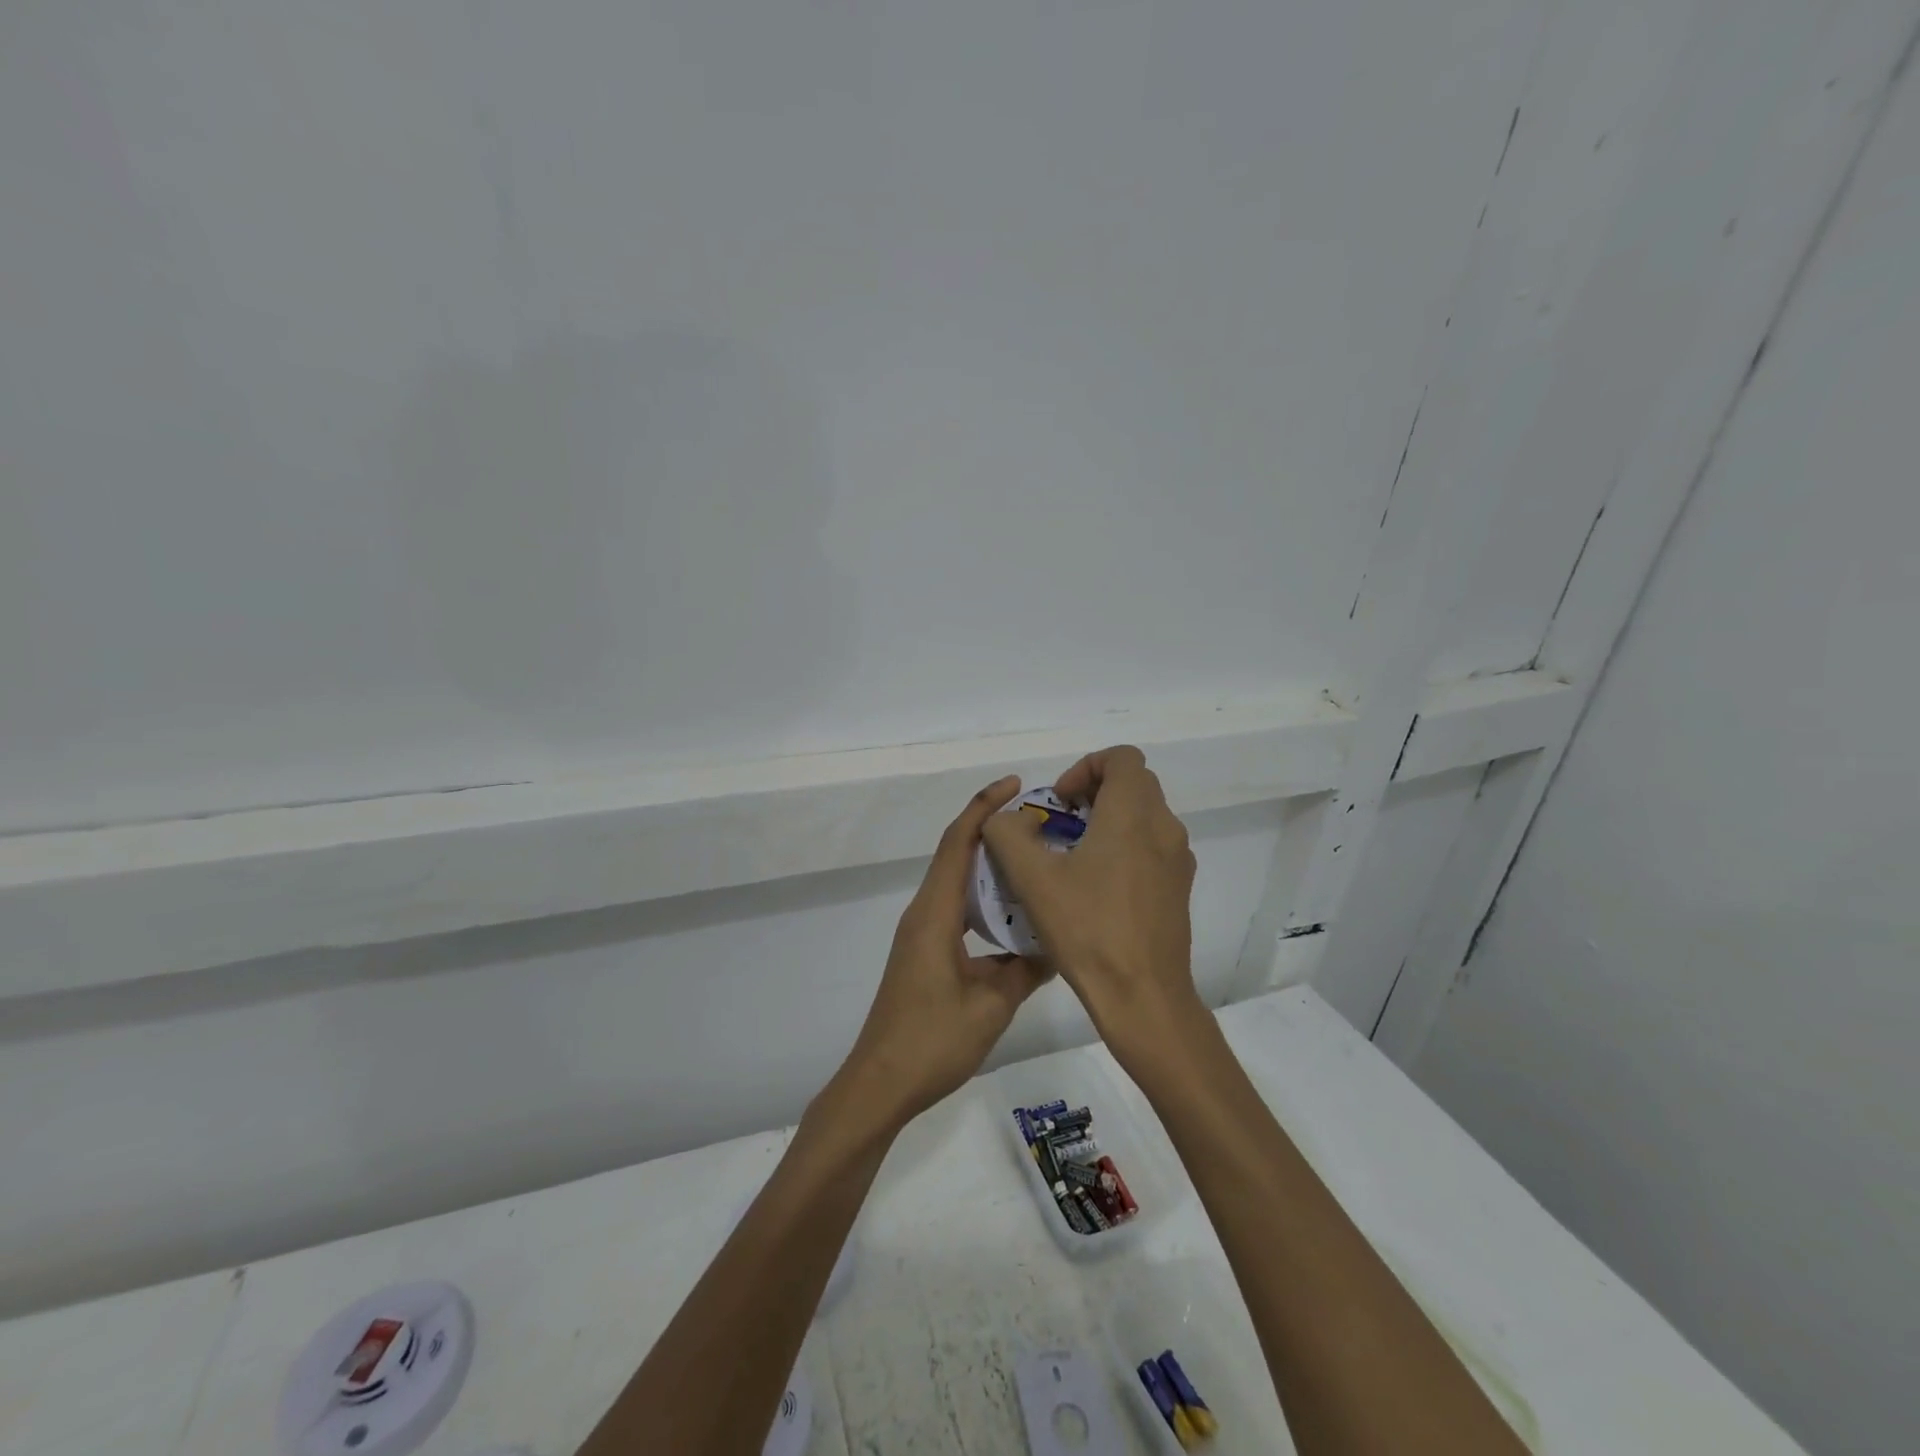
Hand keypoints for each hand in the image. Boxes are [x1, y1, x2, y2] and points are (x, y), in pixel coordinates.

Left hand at [838, 776, 1050, 1124]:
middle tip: (1039, 825)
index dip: (984, 808)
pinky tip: (1014, 915)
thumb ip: (1026, 969)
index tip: (1014, 785)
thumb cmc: (932, 1040)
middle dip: (992, 831)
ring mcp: (921, 933)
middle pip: (956, 855)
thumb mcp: (991, 1004)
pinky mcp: (924, 952)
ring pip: (957, 883)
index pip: (958, 843)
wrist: (881, 1083)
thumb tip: (1058, 945)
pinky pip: (956, 910)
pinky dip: (983, 899)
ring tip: (1033, 862)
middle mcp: (924, 913)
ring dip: (989, 866)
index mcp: (935, 914)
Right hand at [980, 746, 1200, 1068]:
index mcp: (1133, 814)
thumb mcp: (1032, 878)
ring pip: (1144, 816)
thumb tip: (1003, 820)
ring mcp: (1178, 860)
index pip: (1122, 757)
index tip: (1060, 802)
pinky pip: (1152, 847)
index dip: (1086, 768)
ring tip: (1073, 859)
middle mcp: (1165, 828)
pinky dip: (1125, 848)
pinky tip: (1096, 889)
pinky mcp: (1179, 888)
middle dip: (1094, 792)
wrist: (1143, 996)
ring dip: (1109, 821)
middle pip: (1134, 784)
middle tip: (1061, 825)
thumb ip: (1007, 835)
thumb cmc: (1088, 929)